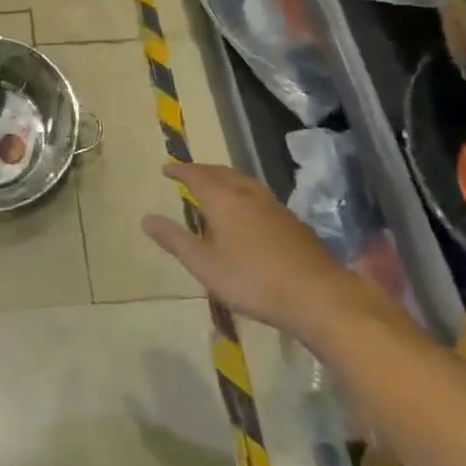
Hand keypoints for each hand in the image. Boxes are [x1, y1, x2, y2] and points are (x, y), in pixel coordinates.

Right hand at [142, 162, 371, 339]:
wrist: (319, 296)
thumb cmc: (253, 280)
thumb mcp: (205, 265)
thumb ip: (175, 240)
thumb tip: (146, 219)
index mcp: (223, 199)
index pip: (195, 175)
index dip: (180, 170)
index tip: (166, 168)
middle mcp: (247, 193)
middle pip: (221, 172)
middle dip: (202, 171)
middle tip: (188, 174)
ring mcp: (273, 206)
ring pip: (242, 182)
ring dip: (224, 179)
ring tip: (215, 187)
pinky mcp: (292, 221)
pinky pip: (258, 195)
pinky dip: (242, 193)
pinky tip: (246, 211)